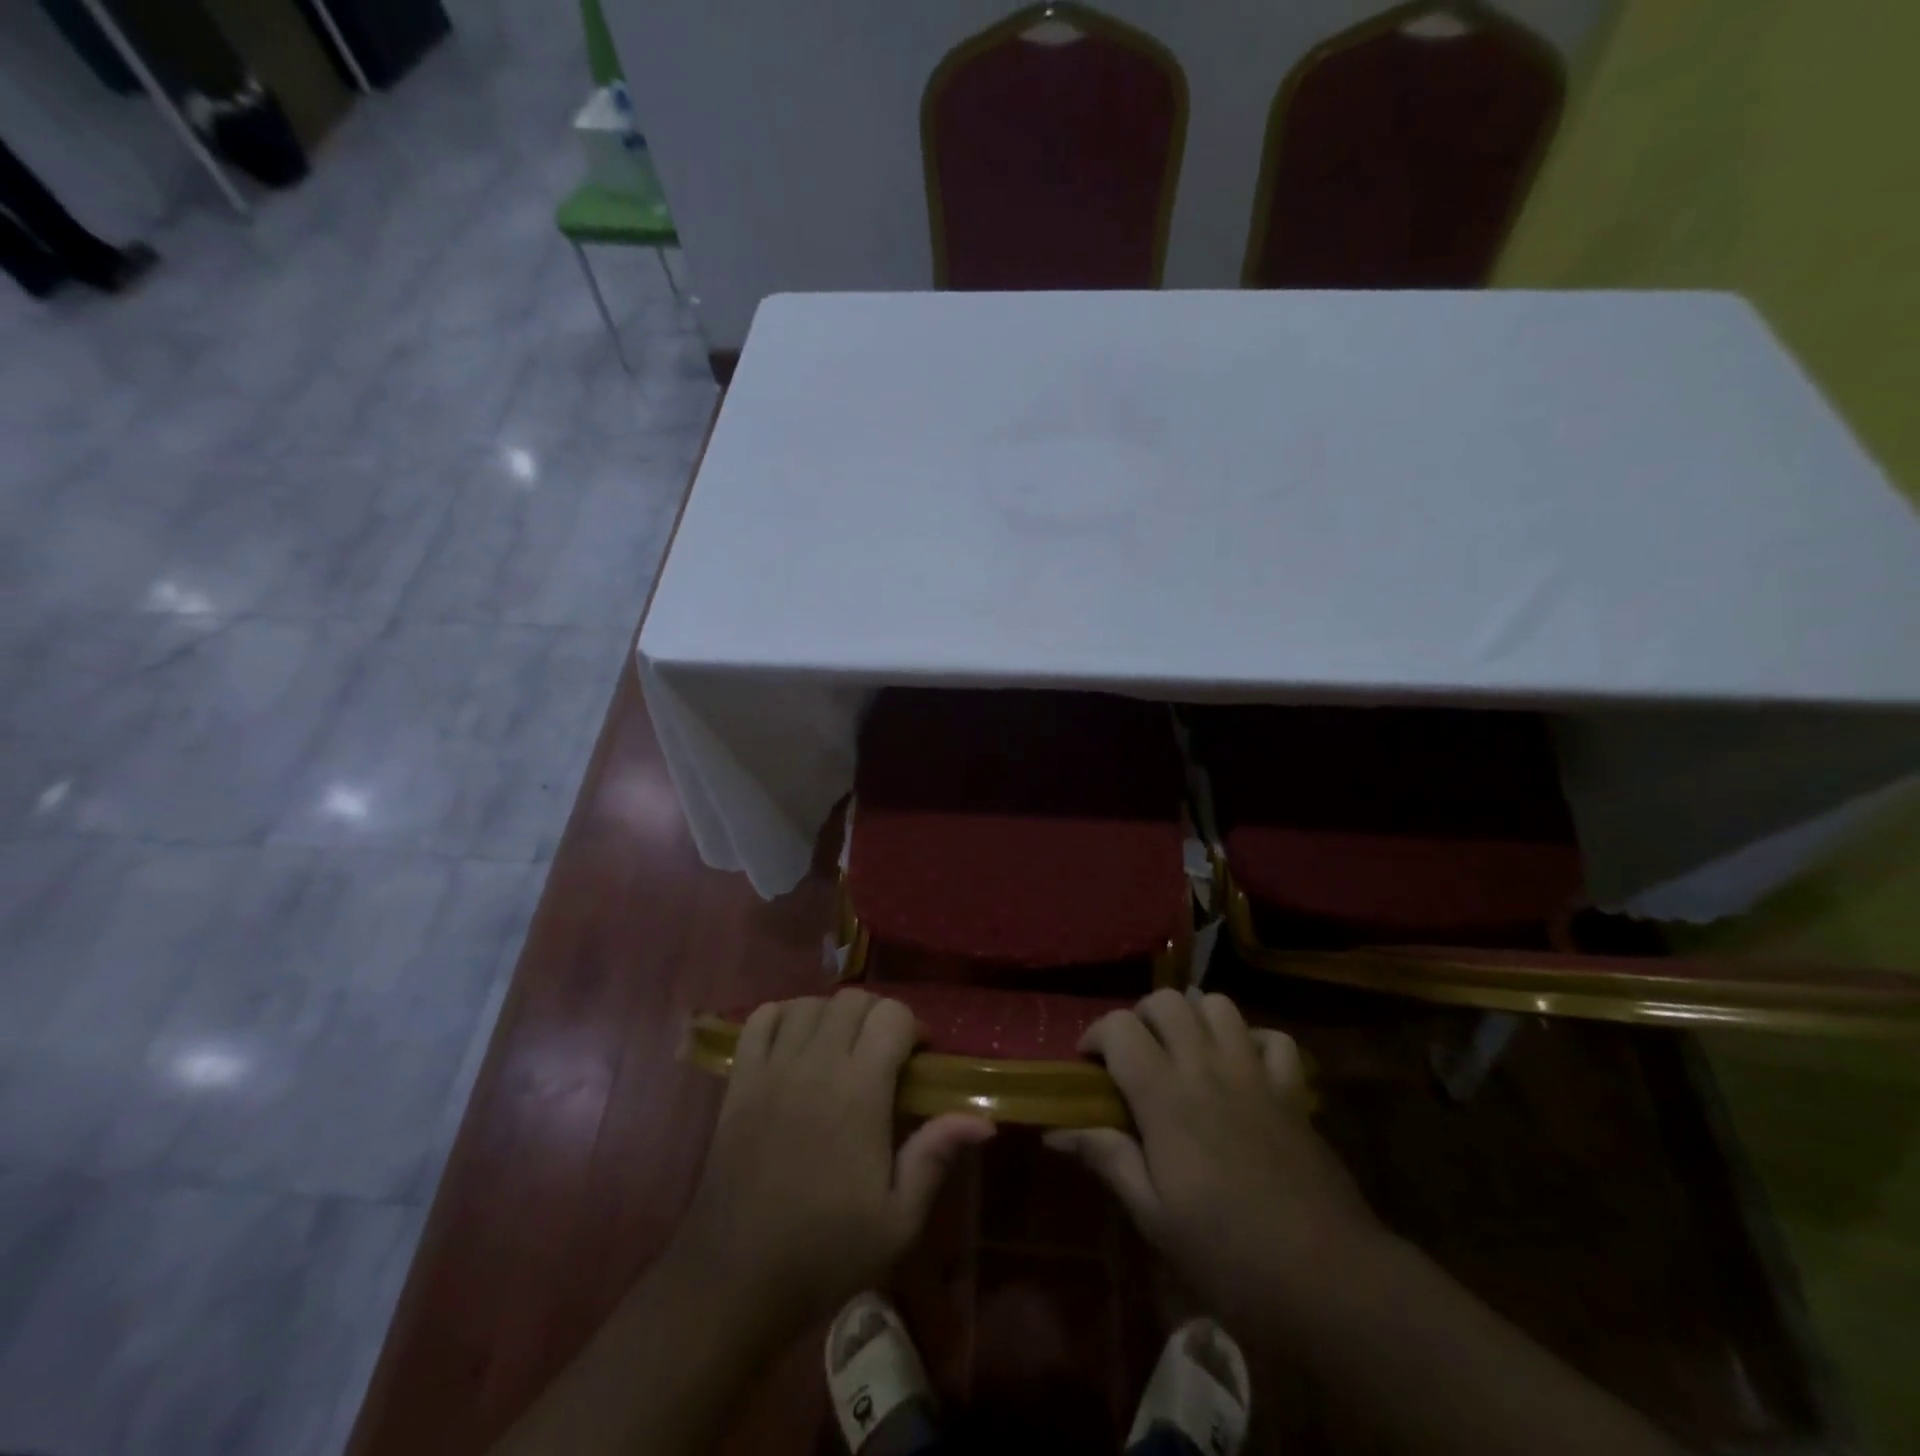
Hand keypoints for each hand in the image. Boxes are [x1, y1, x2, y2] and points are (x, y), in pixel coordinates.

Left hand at [667, 989, 993, 1341]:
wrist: (736, 1279)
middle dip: (878, 1015)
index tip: (919, 1058)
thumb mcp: (897, 1220)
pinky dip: (783, 1015)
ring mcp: (772, 1068)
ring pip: (810, 1002)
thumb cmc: (825, 1251)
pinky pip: (760, 1018)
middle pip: (853, 1000)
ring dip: (833, 1014)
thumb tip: (982, 1119)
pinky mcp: (740, 1080)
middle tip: (885, 1054)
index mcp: (859, 1092)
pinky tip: (796, 1041)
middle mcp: (816, 1065)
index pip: (892, 1015)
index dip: (913, 1026)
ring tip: (842, 1048)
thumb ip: (935, 1156)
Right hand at [1047, 988, 1380, 1333]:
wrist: (1331, 1282)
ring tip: (1184, 1052)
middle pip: (1167, 1001)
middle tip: (1135, 1055)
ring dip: (1193, 1017)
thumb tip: (1057, 1130)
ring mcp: (1255, 1074)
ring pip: (1218, 1005)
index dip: (1096, 1035)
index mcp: (1166, 1098)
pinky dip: (1252, 1041)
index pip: (1120, 1028)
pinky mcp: (1293, 1091)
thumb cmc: (1230, 1257)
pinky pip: (1273, 1039)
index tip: (1088, 1065)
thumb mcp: (1156, 1219)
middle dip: (1141, 1016)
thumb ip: (1109, 1160)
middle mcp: (1207, 1069)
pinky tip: (1241, 1067)